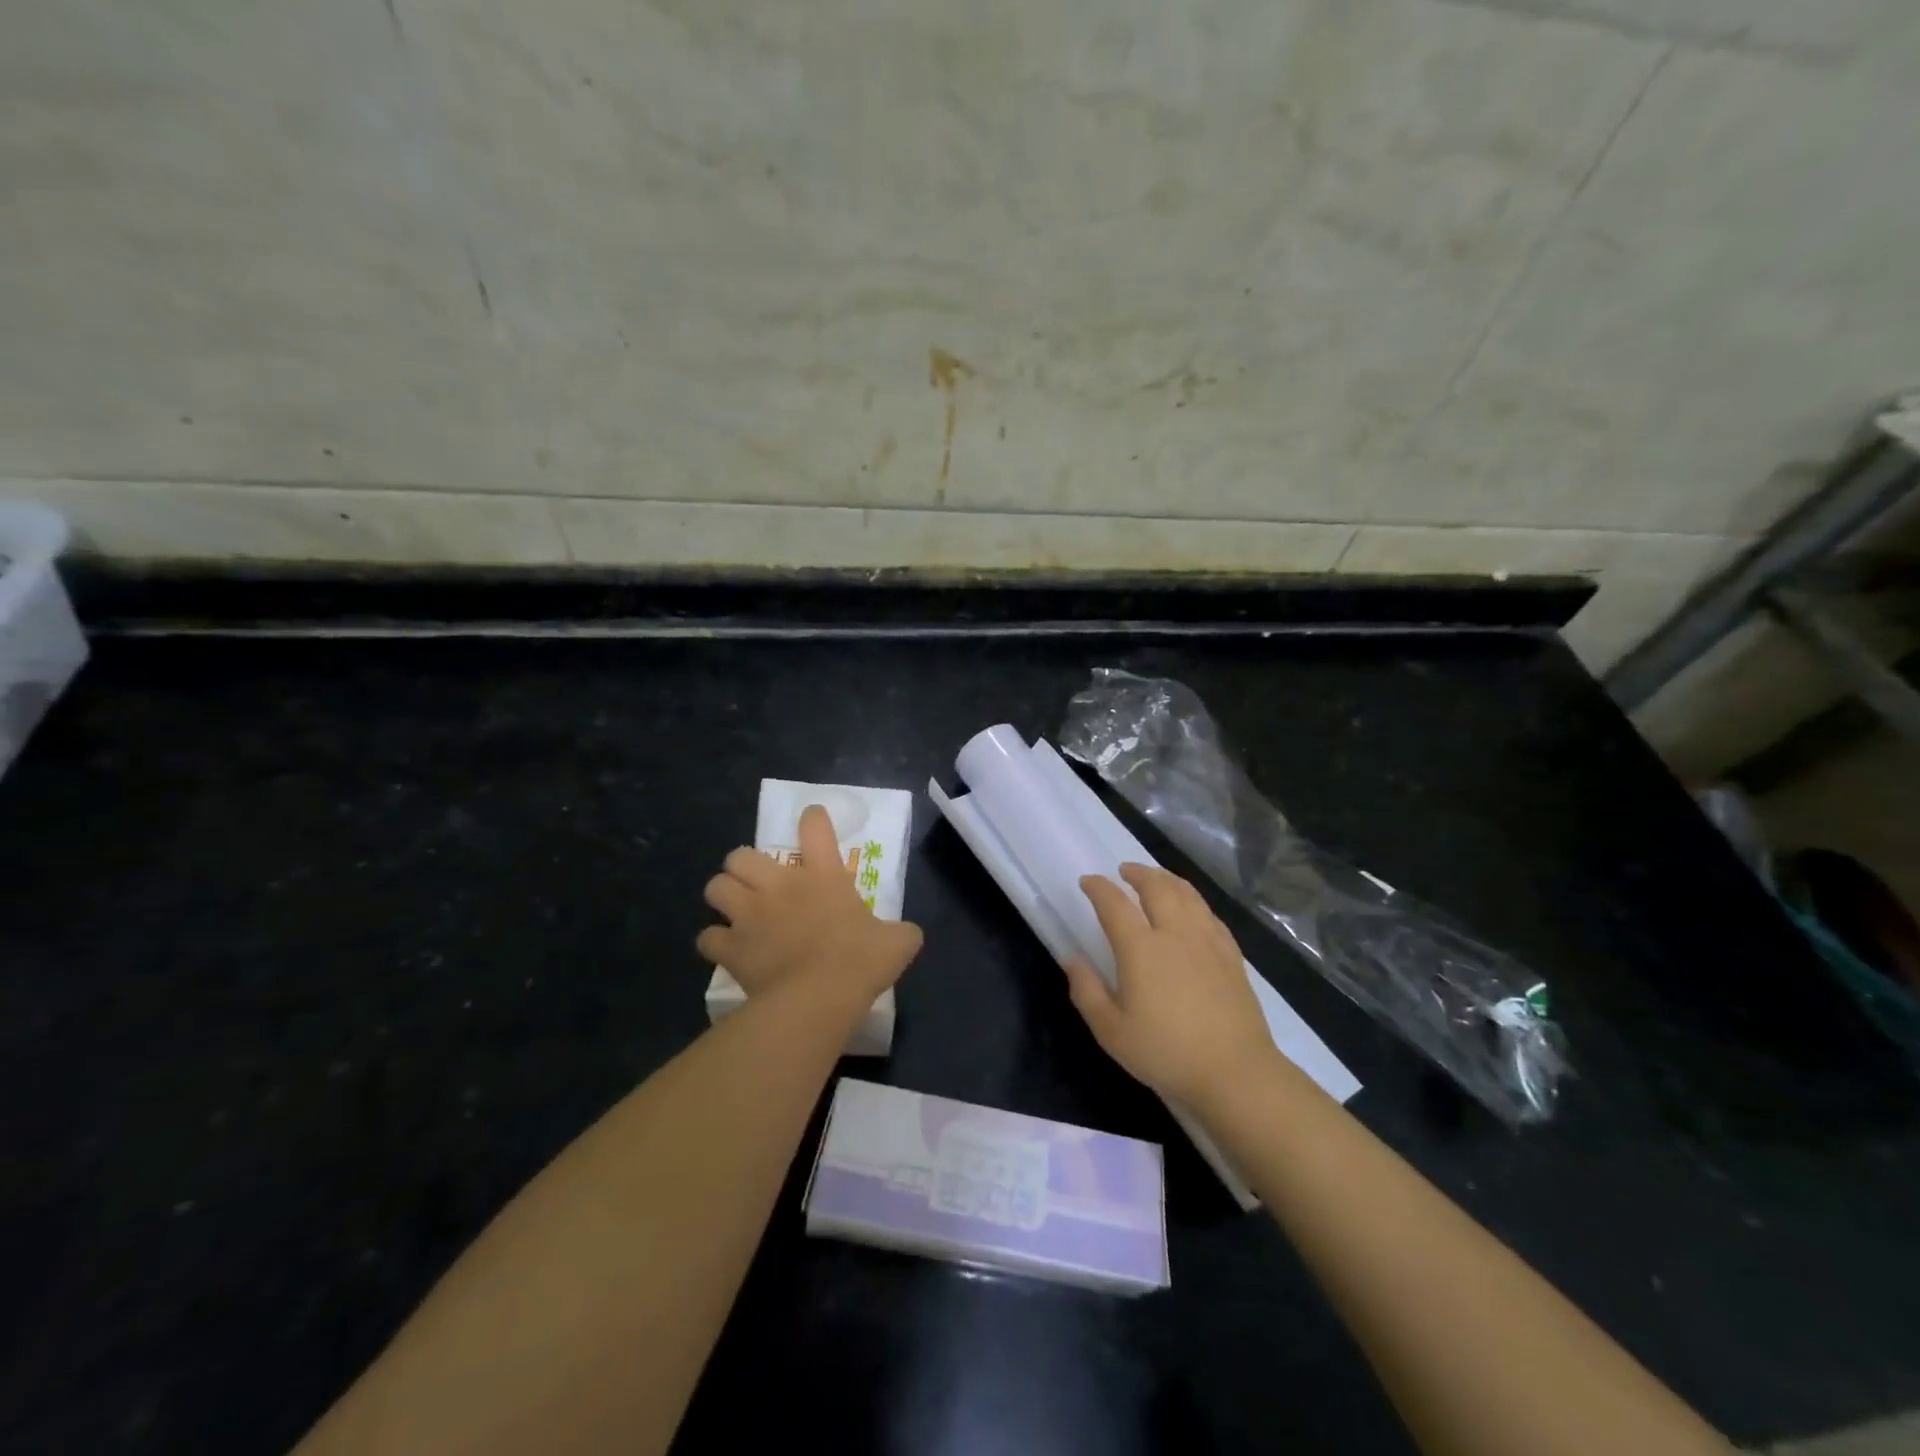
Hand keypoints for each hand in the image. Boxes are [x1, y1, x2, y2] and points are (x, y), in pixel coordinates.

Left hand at [696, 804, 922, 1010]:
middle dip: (743, 865)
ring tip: (734, 909)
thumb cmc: (861, 961)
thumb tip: (909, 935)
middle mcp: (779, 886)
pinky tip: (726, 949)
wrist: (820, 997)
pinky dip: (715, 941)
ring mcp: (750, 915)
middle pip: (740, 855)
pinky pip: (708, 937)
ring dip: (723, 895)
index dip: (813, 818)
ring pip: (715, 887)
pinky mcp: (731, 947)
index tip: (812, 819)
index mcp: (822, 875)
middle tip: (757, 882)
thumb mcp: (897, 943)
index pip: (815, 827)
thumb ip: (901, 932)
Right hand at [1064, 864, 1274, 1106]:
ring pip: (1187, 895)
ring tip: (1156, 878)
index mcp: (1141, 949)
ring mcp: (1208, 941)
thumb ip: (1087, 991)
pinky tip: (1192, 909)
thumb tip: (1072, 959)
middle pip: (1156, 887)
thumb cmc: (1166, 1053)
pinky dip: (1194, 901)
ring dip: (1167, 879)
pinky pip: (1210, 914)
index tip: (1088, 882)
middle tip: (1124, 871)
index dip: (1098, 888)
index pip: (1114, 904)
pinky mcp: (1231, 955)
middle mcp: (1175, 934)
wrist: (1235, 1073)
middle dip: (1138, 873)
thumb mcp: (1112, 1031)